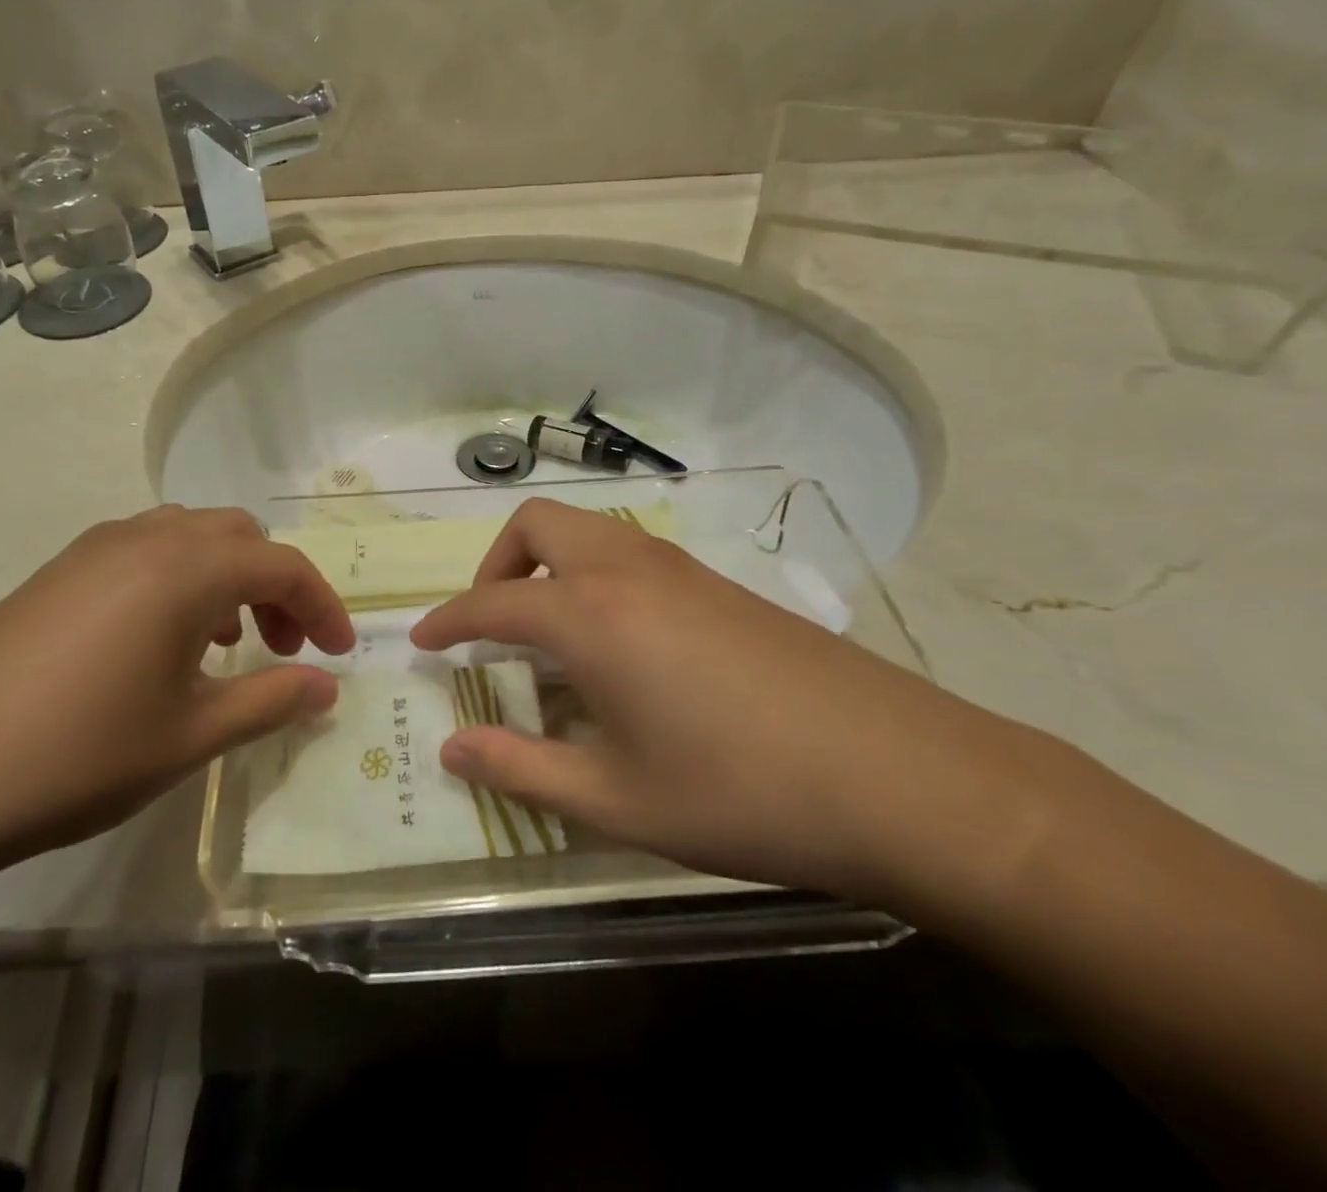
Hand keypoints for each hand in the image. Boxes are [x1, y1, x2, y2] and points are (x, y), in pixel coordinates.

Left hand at [0, 506, 354, 889]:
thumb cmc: (76, 756)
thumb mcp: (189, 736)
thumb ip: (269, 701)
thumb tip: (327, 688)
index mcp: (185, 568)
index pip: (282, 566)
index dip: (322, 606)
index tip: (339, 653)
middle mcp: (144, 539)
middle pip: (239, 537)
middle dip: (276, 585)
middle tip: (283, 647)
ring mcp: (93, 549)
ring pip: (189, 537)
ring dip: (227, 577)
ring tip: (227, 643)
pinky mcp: (57, 572)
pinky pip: (144, 551)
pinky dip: (179, 580)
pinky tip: (163, 641)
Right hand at [410, 499, 1030, 899]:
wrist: (904, 777)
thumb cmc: (742, 793)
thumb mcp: (615, 799)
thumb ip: (520, 769)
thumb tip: (449, 749)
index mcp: (590, 615)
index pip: (491, 602)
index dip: (447, 621)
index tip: (422, 641)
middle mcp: (627, 570)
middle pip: (536, 525)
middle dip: (496, 565)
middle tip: (492, 626)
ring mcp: (680, 568)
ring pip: (587, 530)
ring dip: (549, 564)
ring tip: (551, 636)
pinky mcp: (721, 583)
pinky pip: (630, 552)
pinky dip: (595, 575)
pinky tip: (622, 645)